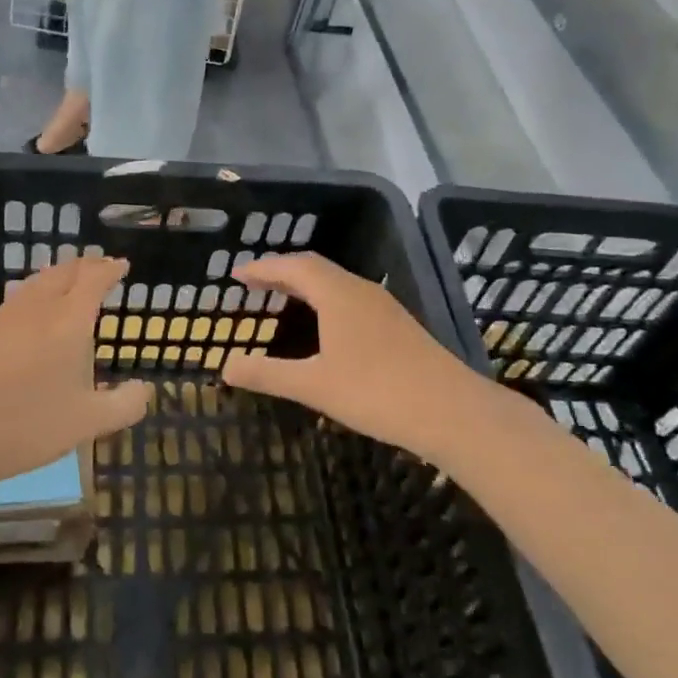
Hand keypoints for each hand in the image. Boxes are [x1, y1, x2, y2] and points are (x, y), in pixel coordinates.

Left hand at [0, 257, 151, 503]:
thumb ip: (123, 405)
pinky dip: (37, 292)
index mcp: (68, 320)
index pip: (93, 279)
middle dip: (85, 265)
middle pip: (63, 272)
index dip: (109, 269)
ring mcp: (6, 318)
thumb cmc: (27, 424)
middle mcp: (38, 308)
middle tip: (100, 267)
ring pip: (37, 281)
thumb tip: (145, 389)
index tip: (122, 265)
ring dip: (58, 274)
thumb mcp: (86, 422)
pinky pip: (19, 297)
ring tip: (69, 280)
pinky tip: (34, 311)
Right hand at [222, 254, 490, 464]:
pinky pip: (350, 297)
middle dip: (281, 271)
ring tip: (282, 298)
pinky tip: (324, 325)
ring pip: (335, 282)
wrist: (451, 410)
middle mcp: (360, 289)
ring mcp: (382, 306)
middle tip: (253, 283)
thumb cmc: (376, 392)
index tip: (237, 274)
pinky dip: (324, 299)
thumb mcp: (315, 385)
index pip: (293, 266)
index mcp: (337, 293)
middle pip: (314, 268)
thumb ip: (268, 374)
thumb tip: (226, 367)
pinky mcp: (396, 324)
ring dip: (305, 284)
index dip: (263, 268)